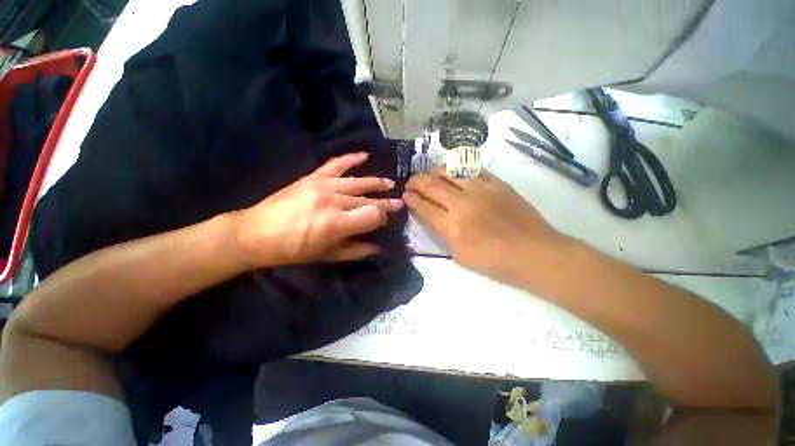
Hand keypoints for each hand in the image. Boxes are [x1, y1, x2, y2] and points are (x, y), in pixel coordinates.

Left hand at [234, 153, 402, 266]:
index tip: (385, 220)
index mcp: (336, 223)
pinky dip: (351, 158)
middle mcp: (333, 201)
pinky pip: (336, 164)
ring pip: (358, 182)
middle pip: (368, 199)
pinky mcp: (313, 177)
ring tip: (390, 183)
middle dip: (386, 202)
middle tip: (399, 202)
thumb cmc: (293, 249)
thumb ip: (356, 251)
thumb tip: (379, 247)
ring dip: (376, 183)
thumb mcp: (327, 256)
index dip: (383, 217)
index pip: (373, 215)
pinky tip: (364, 155)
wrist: (256, 233)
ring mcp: (323, 185)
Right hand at [403, 167, 568, 283]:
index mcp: (451, 227)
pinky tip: (454, 175)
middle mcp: (462, 204)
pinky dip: (458, 171)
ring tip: (430, 177)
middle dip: (415, 182)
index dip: (411, 199)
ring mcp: (481, 190)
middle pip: (430, 184)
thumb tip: (432, 216)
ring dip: (433, 172)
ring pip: (448, 171)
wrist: (534, 254)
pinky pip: (472, 169)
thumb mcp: (459, 256)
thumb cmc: (495, 262)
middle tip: (410, 183)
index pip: (423, 206)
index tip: (406, 195)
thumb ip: (442, 233)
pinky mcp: (497, 183)